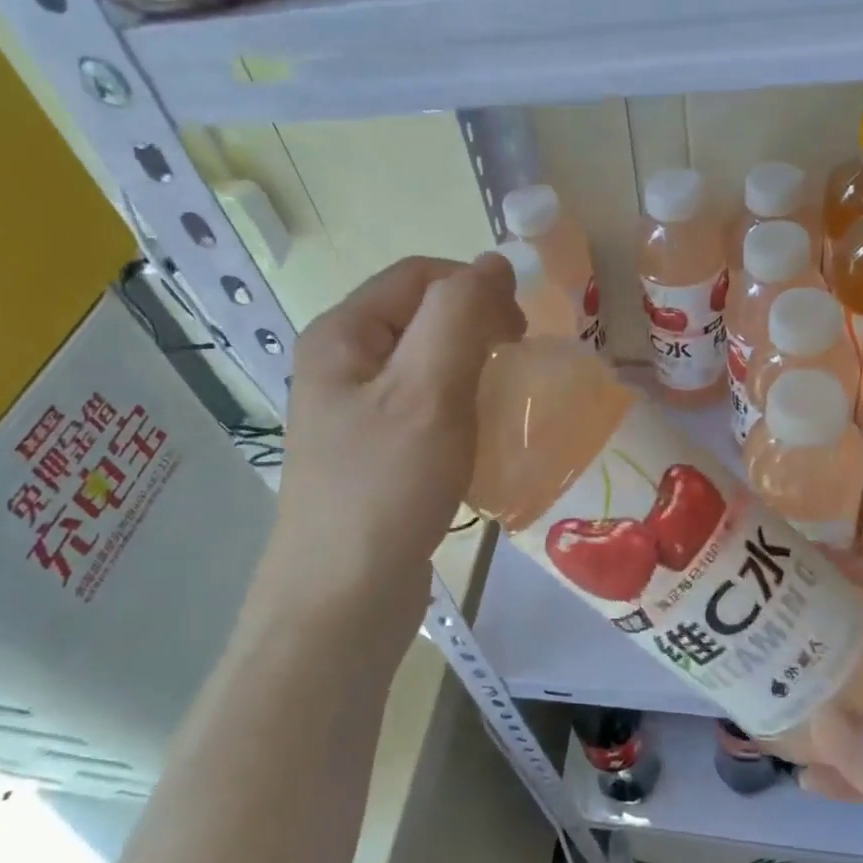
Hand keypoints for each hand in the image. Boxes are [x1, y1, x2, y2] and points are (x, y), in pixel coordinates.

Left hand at [264, 255, 523, 644]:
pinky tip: (480, 445)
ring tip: (503, 407)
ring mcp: (354, 416)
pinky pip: (425, 414)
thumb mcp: (428, 390)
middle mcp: (341, 366)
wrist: (344, 600)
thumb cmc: (385, 487)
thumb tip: (493, 263)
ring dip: (473, 376)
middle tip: (517, 369)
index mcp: (342, 335)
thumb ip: (460, 314)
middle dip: (477, 332)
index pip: (419, 276)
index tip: (521, 333)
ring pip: (427, 369)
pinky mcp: (374, 458)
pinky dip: (460, 416)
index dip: (476, 288)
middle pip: (422, 319)